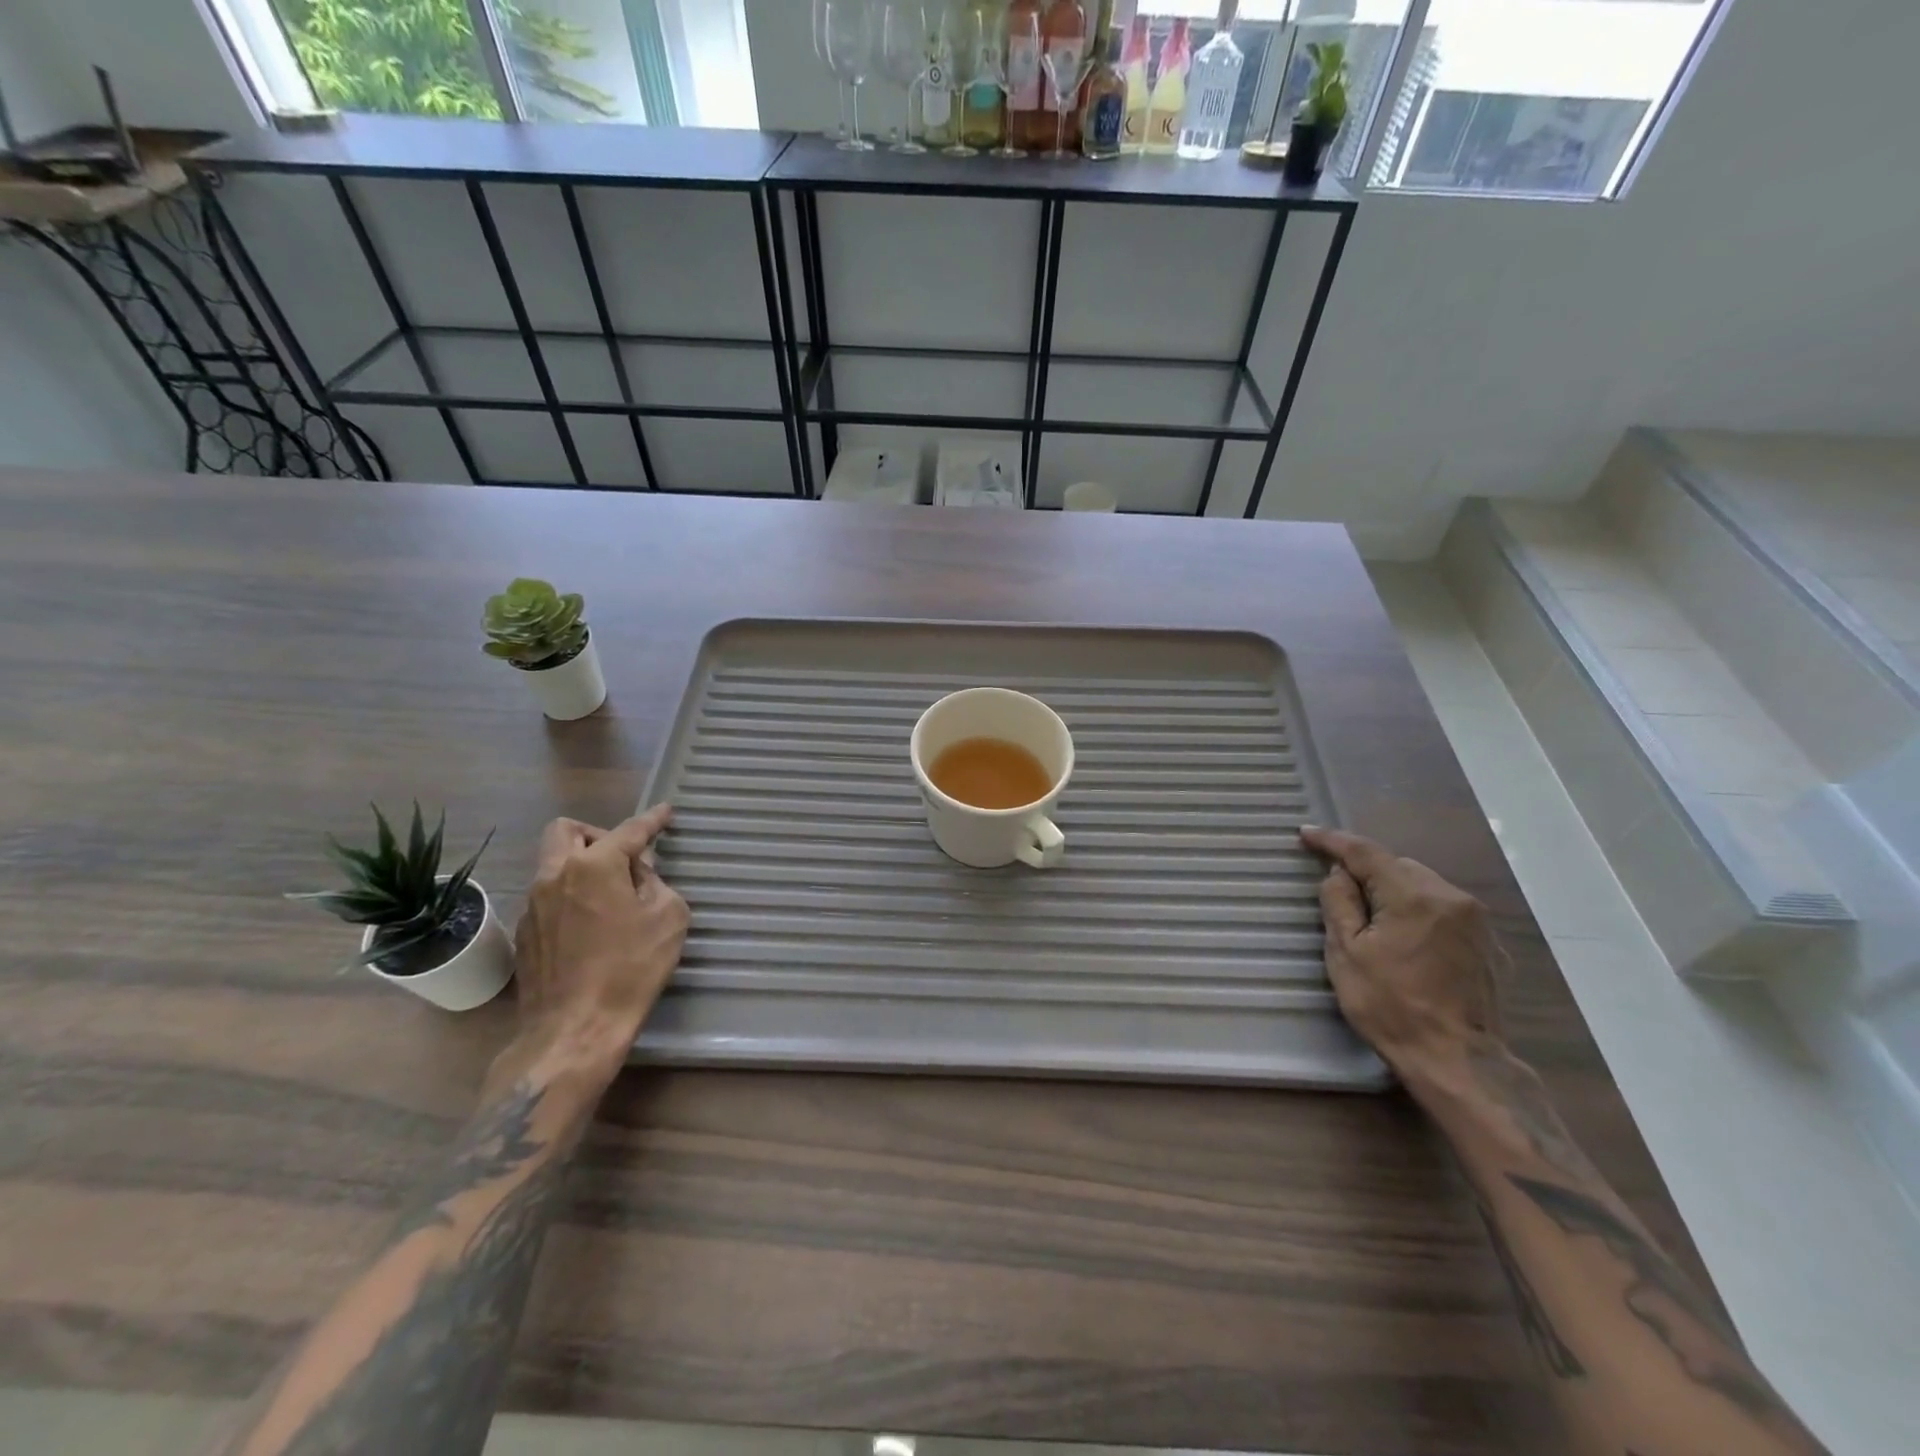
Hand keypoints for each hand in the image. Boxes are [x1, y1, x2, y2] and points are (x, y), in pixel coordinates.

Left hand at [510, 805, 689, 1064]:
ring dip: (581, 865)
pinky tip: (591, 926)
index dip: (652, 820)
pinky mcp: (524, 933)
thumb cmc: (630, 969)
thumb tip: (636, 876)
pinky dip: (570, 896)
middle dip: (597, 834)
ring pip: (553, 864)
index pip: (628, 831)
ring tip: (610, 894)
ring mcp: (533, 905)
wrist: (574, 1029)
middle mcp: (555, 875)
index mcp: (594, 866)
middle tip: (623, 857)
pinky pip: (548, 896)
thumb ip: (655, 883)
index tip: (665, 813)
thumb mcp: (667, 918)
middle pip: (566, 831)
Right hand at [1301, 825, 1503, 1077]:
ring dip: (1394, 891)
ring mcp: (1476, 922)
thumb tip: (1339, 874)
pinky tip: (1406, 938)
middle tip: (1339, 889)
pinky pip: (1443, 910)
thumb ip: (1340, 903)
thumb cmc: (1392, 1007)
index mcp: (1414, 896)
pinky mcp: (1488, 945)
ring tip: (1372, 917)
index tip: (1306, 834)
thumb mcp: (1347, 954)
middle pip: (1398, 866)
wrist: (1459, 1064)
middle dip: (1367, 871)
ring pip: (1423, 886)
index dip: (1333, 841)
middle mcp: (1452, 897)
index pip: (1366, 853)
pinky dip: (1418, 911)